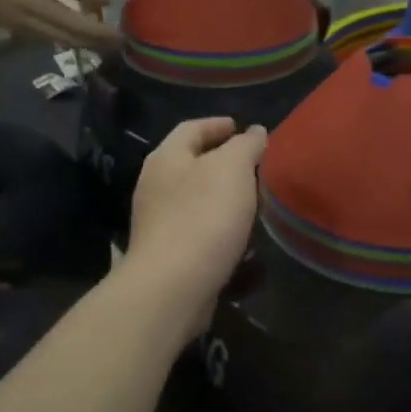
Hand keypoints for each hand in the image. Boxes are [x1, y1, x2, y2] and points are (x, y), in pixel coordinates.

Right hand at [0, 0, 115, 48]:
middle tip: (120, 36)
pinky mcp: (19, 32)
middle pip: (64, 20)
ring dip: (87, 43)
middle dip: (94, 31)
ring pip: (59, 36)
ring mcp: (21, 20)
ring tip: (111, 45)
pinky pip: (50, 40)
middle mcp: (25, 0)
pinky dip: (72, 43)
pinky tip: (92, 44)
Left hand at [126, 118, 266, 322]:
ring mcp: (158, 221)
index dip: (217, 124)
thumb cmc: (203, 217)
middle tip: (254, 163)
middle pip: (191, 163)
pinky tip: (240, 235)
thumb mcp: (232, 169)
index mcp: (166, 158)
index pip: (191, 128)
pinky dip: (219, 225)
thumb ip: (246, 146)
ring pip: (194, 197)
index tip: (242, 127)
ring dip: (222, 195)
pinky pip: (197, 228)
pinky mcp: (168, 253)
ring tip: (253, 199)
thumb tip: (255, 132)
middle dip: (222, 160)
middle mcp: (155, 185)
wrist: (173, 286)